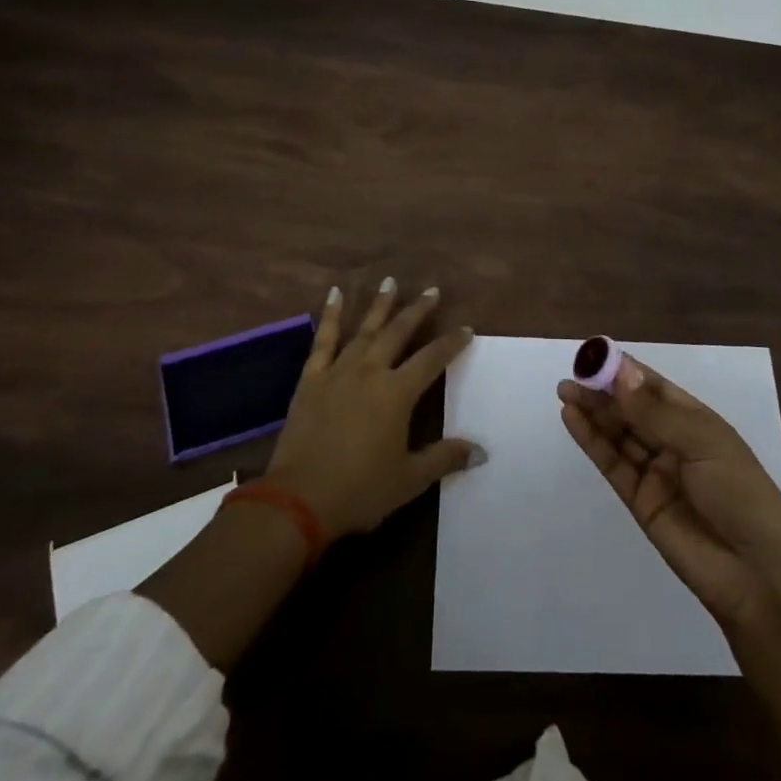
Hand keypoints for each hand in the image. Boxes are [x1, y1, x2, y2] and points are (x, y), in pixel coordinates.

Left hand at [268, 281, 483, 537]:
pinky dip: (331, 315)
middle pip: (398, 332)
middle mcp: (371, 371)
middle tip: (432, 289)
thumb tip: (481, 452)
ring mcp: (338, 371)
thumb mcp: (409, 479)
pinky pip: (324, 340)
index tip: (466, 329)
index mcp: (397, 393)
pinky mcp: (311, 379)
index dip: (451, 343)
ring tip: (390, 281)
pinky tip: (335, 294)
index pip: (432, 359)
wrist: (298, 500)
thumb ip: (444, 459)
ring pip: (365, 329)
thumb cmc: (360, 490)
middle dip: (417, 310)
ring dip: (379, 305)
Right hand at [559, 356, 780, 630]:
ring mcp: (655, 471)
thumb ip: (656, 413)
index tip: (594, 356)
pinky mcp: (639, 500)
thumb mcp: (703, 442)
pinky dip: (591, 441)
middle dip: (602, 391)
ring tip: (565, 391)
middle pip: (631, 409)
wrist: (755, 572)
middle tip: (571, 376)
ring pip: (618, 434)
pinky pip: (612, 464)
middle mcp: (674, 441)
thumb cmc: (739, 494)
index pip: (654, 387)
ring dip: (593, 412)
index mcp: (696, 421)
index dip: (625, 371)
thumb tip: (620, 374)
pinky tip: (572, 419)